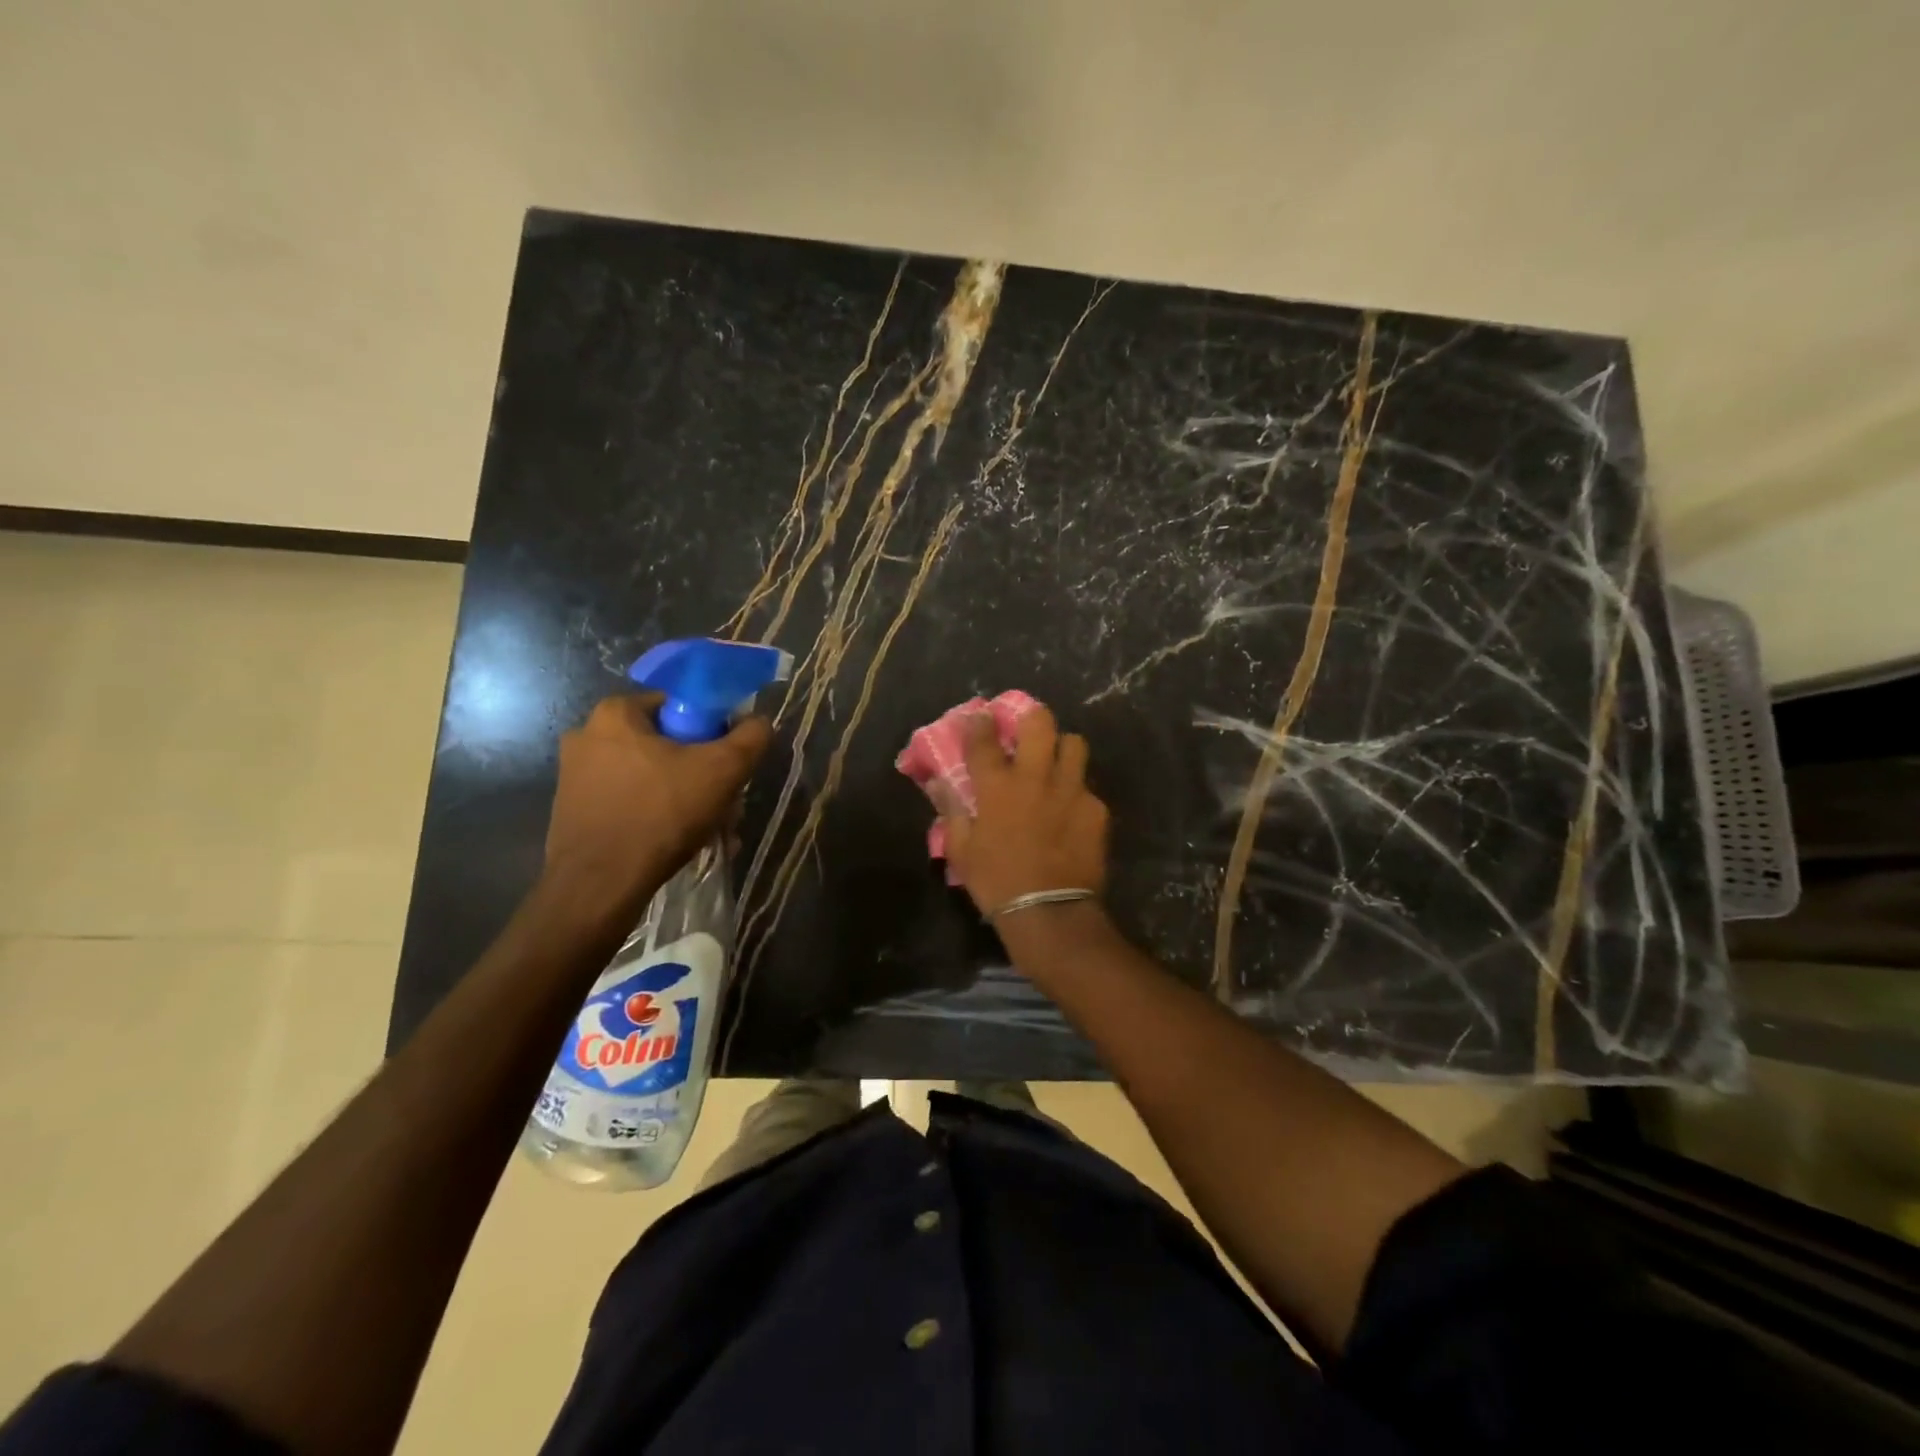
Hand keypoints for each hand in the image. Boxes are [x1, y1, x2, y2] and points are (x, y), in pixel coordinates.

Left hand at [543, 693, 771, 915]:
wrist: (600, 885)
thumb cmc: (661, 814)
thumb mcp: (723, 770)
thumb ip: (750, 737)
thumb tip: (758, 722)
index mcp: (615, 714)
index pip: (679, 705)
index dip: (712, 730)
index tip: (727, 762)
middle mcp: (587, 736)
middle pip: (666, 744)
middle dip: (701, 772)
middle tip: (725, 803)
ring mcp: (575, 776)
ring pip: (650, 777)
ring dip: (685, 798)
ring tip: (711, 830)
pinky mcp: (574, 811)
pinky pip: (630, 802)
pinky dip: (657, 816)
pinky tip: (681, 843)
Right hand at [936, 705, 1109, 918]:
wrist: (1049, 912)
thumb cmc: (997, 882)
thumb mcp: (961, 850)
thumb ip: (951, 811)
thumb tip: (940, 785)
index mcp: (997, 787)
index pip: (984, 739)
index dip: (980, 723)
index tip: (980, 716)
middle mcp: (1035, 778)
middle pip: (1040, 723)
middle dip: (1031, 717)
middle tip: (1026, 728)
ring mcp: (1071, 790)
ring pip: (1074, 744)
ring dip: (1062, 748)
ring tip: (1055, 763)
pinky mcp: (1096, 810)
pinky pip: (1087, 787)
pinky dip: (1076, 793)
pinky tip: (1071, 812)